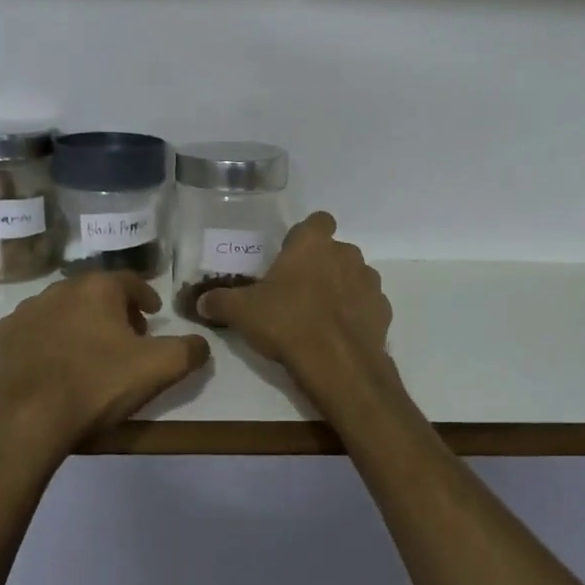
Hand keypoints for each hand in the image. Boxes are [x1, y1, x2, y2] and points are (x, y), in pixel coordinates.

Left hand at [0, 272, 211, 454]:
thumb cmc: (97, 385)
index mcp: (97, 288)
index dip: (146, 296)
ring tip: (91, 353)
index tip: (153, 314)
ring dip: (81, 323)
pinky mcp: (4, 337)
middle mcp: (60, 288)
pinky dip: (50, 340)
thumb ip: (188, 350)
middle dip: (114, 310)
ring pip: (64, 309)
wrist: (27, 420)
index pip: (130, 281)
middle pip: (96, 293)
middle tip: (128, 337)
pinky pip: (36, 331)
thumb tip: (200, 343)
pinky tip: (57, 365)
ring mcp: (27, 311)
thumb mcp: (159, 368)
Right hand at [198, 213, 393, 398]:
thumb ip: (219, 302)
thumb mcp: (241, 312)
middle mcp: (346, 254)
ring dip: (339, 289)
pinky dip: (355, 314)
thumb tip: (201, 302)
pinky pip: (366, 305)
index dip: (305, 235)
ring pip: (353, 276)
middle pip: (334, 251)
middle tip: (296, 291)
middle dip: (319, 266)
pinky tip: (337, 335)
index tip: (290, 255)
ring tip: (317, 316)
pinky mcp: (383, 311)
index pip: (318, 220)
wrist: (338, 364)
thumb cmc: (287, 323)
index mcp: (313, 244)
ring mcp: (369, 282)